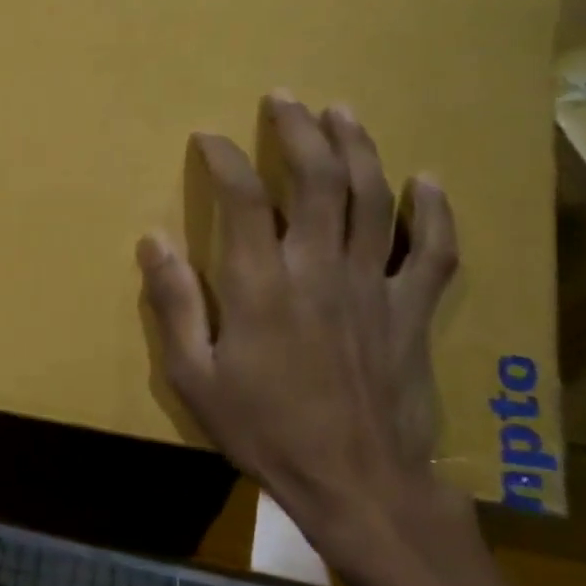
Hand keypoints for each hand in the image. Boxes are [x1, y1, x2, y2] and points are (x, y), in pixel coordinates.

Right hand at [136, 93, 463, 565]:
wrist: (357, 486)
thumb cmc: (265, 431)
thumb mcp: (195, 377)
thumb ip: (174, 303)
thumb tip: (152, 239)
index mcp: (261, 283)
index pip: (242, 196)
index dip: (224, 157)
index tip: (210, 137)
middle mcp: (319, 268)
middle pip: (317, 178)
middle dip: (299, 130)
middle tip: (284, 98)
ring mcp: (372, 285)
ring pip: (371, 198)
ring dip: (357, 148)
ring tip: (341, 112)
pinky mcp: (411, 311)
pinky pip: (430, 252)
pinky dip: (433, 213)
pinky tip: (428, 180)